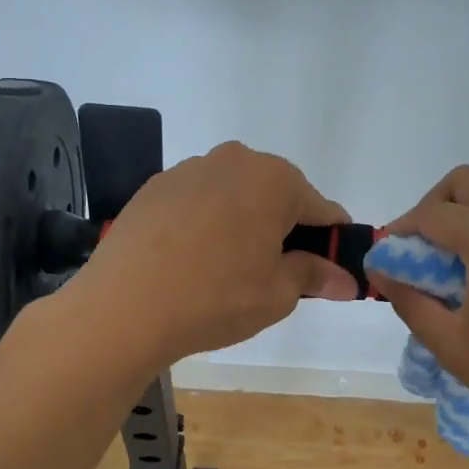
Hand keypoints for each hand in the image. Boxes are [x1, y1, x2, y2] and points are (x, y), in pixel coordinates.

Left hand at [70, 141, 356, 368]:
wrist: (122, 307)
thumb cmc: (214, 298)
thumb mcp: (277, 294)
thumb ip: (314, 276)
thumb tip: (346, 280)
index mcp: (275, 180)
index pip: (322, 209)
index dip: (331, 242)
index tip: (329, 270)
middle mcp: (234, 160)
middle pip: (277, 195)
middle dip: (284, 229)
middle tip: (275, 274)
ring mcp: (190, 170)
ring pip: (236, 196)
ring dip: (244, 223)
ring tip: (227, 270)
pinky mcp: (156, 187)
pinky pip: (199, 202)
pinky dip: (207, 224)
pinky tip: (192, 261)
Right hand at [367, 166, 468, 460]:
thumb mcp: (452, 344)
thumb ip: (409, 299)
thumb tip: (381, 269)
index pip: (431, 214)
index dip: (400, 233)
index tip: (386, 261)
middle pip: (465, 183)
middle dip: (431, 209)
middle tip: (418, 255)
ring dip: (463, 218)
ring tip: (449, 271)